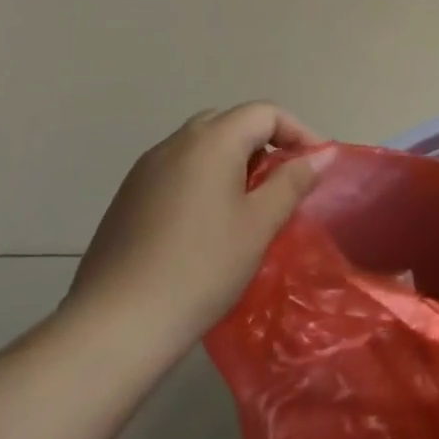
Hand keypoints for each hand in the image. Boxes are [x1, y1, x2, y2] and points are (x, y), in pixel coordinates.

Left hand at [66, 102, 325, 363]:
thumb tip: (323, 153)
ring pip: (201, 146)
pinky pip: (177, 170)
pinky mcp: (127, 198)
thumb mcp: (260, 223)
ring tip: (249, 204)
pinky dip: (203, 179)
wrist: (116, 325)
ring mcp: (145, 169)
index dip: (298, 131)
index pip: (265, 112)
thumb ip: (293, 181)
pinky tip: (207, 224)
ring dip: (233, 161)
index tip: (316, 165)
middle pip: (230, 122)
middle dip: (264, 143)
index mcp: (211, 140)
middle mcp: (175, 143)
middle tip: (283, 182)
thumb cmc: (202, 267)